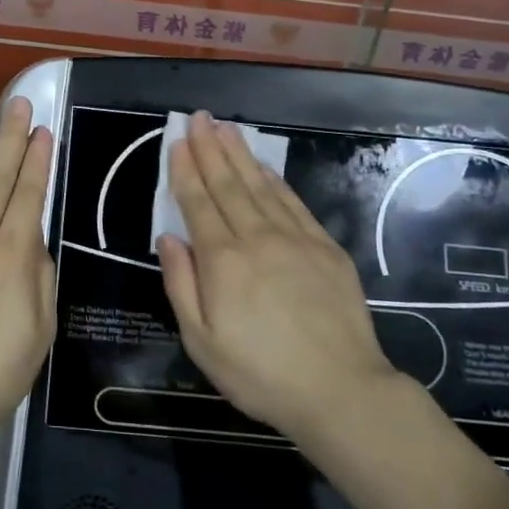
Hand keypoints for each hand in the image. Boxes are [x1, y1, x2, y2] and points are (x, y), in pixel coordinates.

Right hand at [156, 113, 396, 441]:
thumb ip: (181, 285)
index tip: (178, 142)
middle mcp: (257, 238)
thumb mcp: (202, 342)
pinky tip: (264, 167)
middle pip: (228, 185)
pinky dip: (275, 180)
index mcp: (222, 261)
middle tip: (199, 118)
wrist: (340, 391)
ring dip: (240, 155)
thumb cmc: (260, 374)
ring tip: (225, 128)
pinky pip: (293, 203)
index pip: (198, 203)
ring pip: (260, 186)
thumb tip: (168, 238)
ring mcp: (295, 239)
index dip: (186, 170)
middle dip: (210, 148)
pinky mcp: (325, 248)